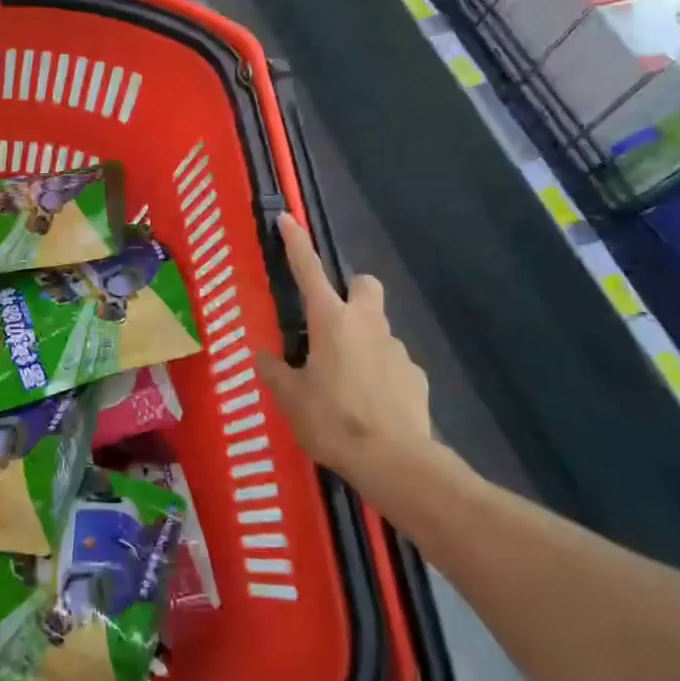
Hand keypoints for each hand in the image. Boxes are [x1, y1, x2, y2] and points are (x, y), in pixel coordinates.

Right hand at [257, 214, 439, 498]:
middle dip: (352, 291)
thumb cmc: (333, 420)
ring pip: (378, 327)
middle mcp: (367, 324)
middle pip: (365, 285)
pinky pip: (392, 362)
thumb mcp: (291, 398)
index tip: (288, 218)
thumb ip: (276, 372)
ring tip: (344, 380)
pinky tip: (369, 403)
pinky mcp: (415, 376)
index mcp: (331, 321)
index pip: (309, 270)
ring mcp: (396, 349)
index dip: (296, 243)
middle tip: (331, 321)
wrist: (395, 461)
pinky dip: (379, 372)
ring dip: (362, 339)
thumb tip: (263, 357)